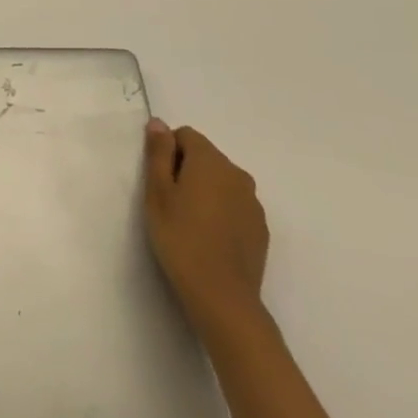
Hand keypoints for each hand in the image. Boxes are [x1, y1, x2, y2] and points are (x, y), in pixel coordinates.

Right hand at [143, 119, 268, 333]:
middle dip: (185, 170)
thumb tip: (158, 123)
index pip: (186, 135)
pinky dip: (219, 211)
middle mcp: (238, 175)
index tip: (158, 180)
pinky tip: (207, 237)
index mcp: (211, 162)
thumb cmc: (179, 237)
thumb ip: (158, 153)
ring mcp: (253, 203)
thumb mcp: (157, 192)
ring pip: (221, 182)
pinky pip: (234, 205)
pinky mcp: (260, 228)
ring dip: (203, 191)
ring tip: (187, 221)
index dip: (167, 152)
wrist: (221, 294)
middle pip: (206, 157)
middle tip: (168, 202)